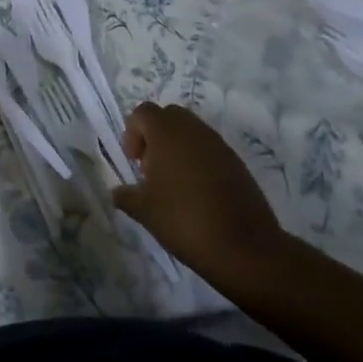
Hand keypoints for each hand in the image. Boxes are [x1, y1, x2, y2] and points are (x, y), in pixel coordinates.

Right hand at [111, 102, 288, 287]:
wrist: (246, 248)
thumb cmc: (185, 221)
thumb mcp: (145, 211)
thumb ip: (126, 196)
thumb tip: (117, 192)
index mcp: (167, 133)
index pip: (143, 112)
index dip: (132, 133)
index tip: (134, 162)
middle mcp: (194, 130)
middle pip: (169, 116)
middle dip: (155, 135)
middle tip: (152, 167)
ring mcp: (219, 145)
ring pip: (192, 131)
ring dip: (178, 147)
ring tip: (174, 183)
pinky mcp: (238, 163)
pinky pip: (210, 149)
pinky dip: (199, 161)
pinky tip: (198, 193)